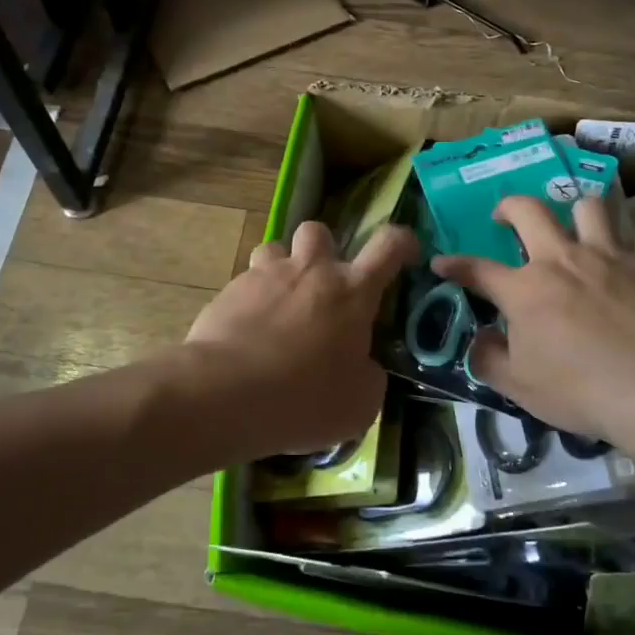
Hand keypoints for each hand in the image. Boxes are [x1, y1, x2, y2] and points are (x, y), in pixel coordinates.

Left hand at [186, 219, 416, 456]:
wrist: (226, 393)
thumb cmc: (305, 398)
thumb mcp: (360, 403)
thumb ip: (370, 375)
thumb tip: (364, 366)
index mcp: (352, 291)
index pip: (388, 245)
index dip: (403, 242)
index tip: (407, 254)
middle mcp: (310, 271)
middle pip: (320, 231)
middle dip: (324, 250)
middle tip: (322, 286)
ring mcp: (265, 276)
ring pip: (275, 247)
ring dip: (282, 267)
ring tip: (280, 302)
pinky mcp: (229, 291)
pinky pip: (244, 282)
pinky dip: (251, 299)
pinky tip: (247, 332)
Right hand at [432, 196, 634, 454]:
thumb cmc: (580, 389)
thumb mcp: (520, 387)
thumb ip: (490, 361)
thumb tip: (478, 342)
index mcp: (525, 289)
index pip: (478, 270)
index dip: (455, 265)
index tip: (441, 262)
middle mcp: (563, 259)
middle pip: (530, 211)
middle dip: (510, 206)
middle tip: (506, 216)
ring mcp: (611, 255)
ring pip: (590, 206)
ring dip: (580, 212)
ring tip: (580, 226)